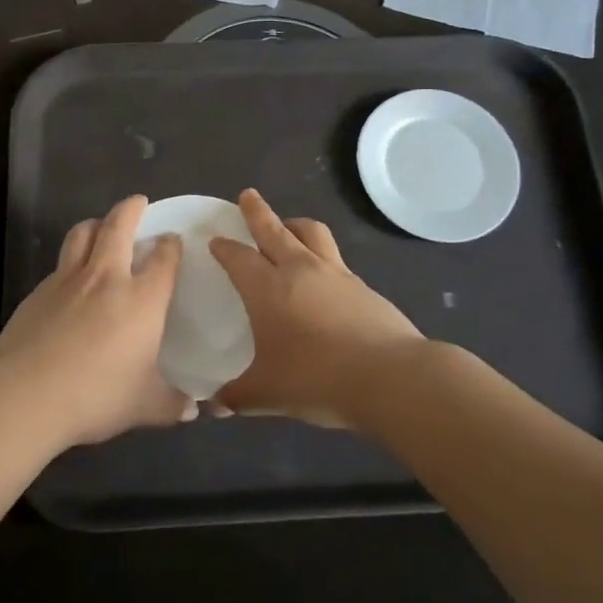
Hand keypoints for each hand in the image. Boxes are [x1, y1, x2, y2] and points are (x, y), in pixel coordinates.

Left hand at [0, 195, 190, 447]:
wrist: (25, 395)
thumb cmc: (96, 396)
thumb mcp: (144, 406)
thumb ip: (172, 404)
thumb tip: (194, 410)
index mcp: (142, 299)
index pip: (163, 258)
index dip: (171, 245)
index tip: (172, 240)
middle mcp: (107, 278)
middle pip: (118, 226)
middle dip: (131, 209)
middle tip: (138, 202)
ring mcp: (68, 280)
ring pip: (82, 234)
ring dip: (96, 224)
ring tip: (101, 227)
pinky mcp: (38, 291)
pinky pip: (60, 263)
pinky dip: (71, 259)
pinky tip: (71, 279)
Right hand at [208, 189, 423, 428]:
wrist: (390, 377)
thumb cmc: (318, 379)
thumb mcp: (268, 394)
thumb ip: (238, 396)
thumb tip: (212, 406)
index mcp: (268, 289)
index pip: (239, 258)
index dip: (225, 247)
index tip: (216, 239)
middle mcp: (300, 270)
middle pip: (274, 229)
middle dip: (257, 211)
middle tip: (248, 195)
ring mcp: (335, 274)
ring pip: (311, 233)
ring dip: (294, 224)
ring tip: (288, 225)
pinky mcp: (362, 285)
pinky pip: (335, 258)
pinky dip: (321, 254)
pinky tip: (322, 274)